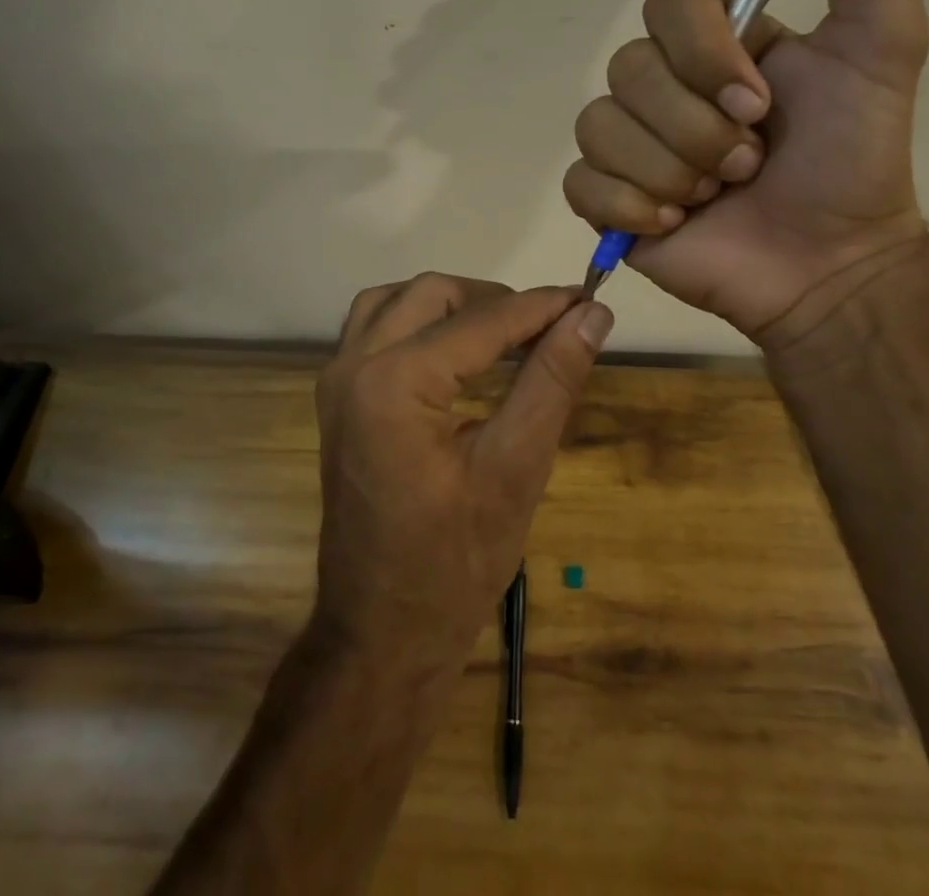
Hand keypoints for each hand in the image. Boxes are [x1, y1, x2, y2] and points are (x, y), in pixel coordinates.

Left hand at [310, 274, 611, 675]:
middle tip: (548, 326)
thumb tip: (592, 315)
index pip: (482, 320)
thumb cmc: (454, 563)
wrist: (382, 634)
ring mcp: (336, 382)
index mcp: (394, 381)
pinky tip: (455, 351)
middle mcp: (354, 365)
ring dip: (450, 304)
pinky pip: (374, 329)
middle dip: (494, 301)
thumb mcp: (516, 468)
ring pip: (395, 302)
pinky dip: (418, 322)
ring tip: (504, 331)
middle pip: (431, 294)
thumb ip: (553, 380)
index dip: (542, 306)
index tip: (588, 297)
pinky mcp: (337, 400)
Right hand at [563, 0, 928, 342]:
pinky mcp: (604, 198)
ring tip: (716, 199)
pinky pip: (582, 182)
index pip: (666, 5)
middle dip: (698, 129)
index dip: (703, 54)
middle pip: (628, 71)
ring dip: (671, 171)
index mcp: (713, 42)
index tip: (760, 103)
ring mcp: (628, 142)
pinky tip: (674, 226)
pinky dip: (631, 208)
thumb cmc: (854, 158)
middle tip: (749, 165)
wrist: (830, 264)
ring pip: (601, 127)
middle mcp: (661, 84)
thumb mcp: (885, 44)